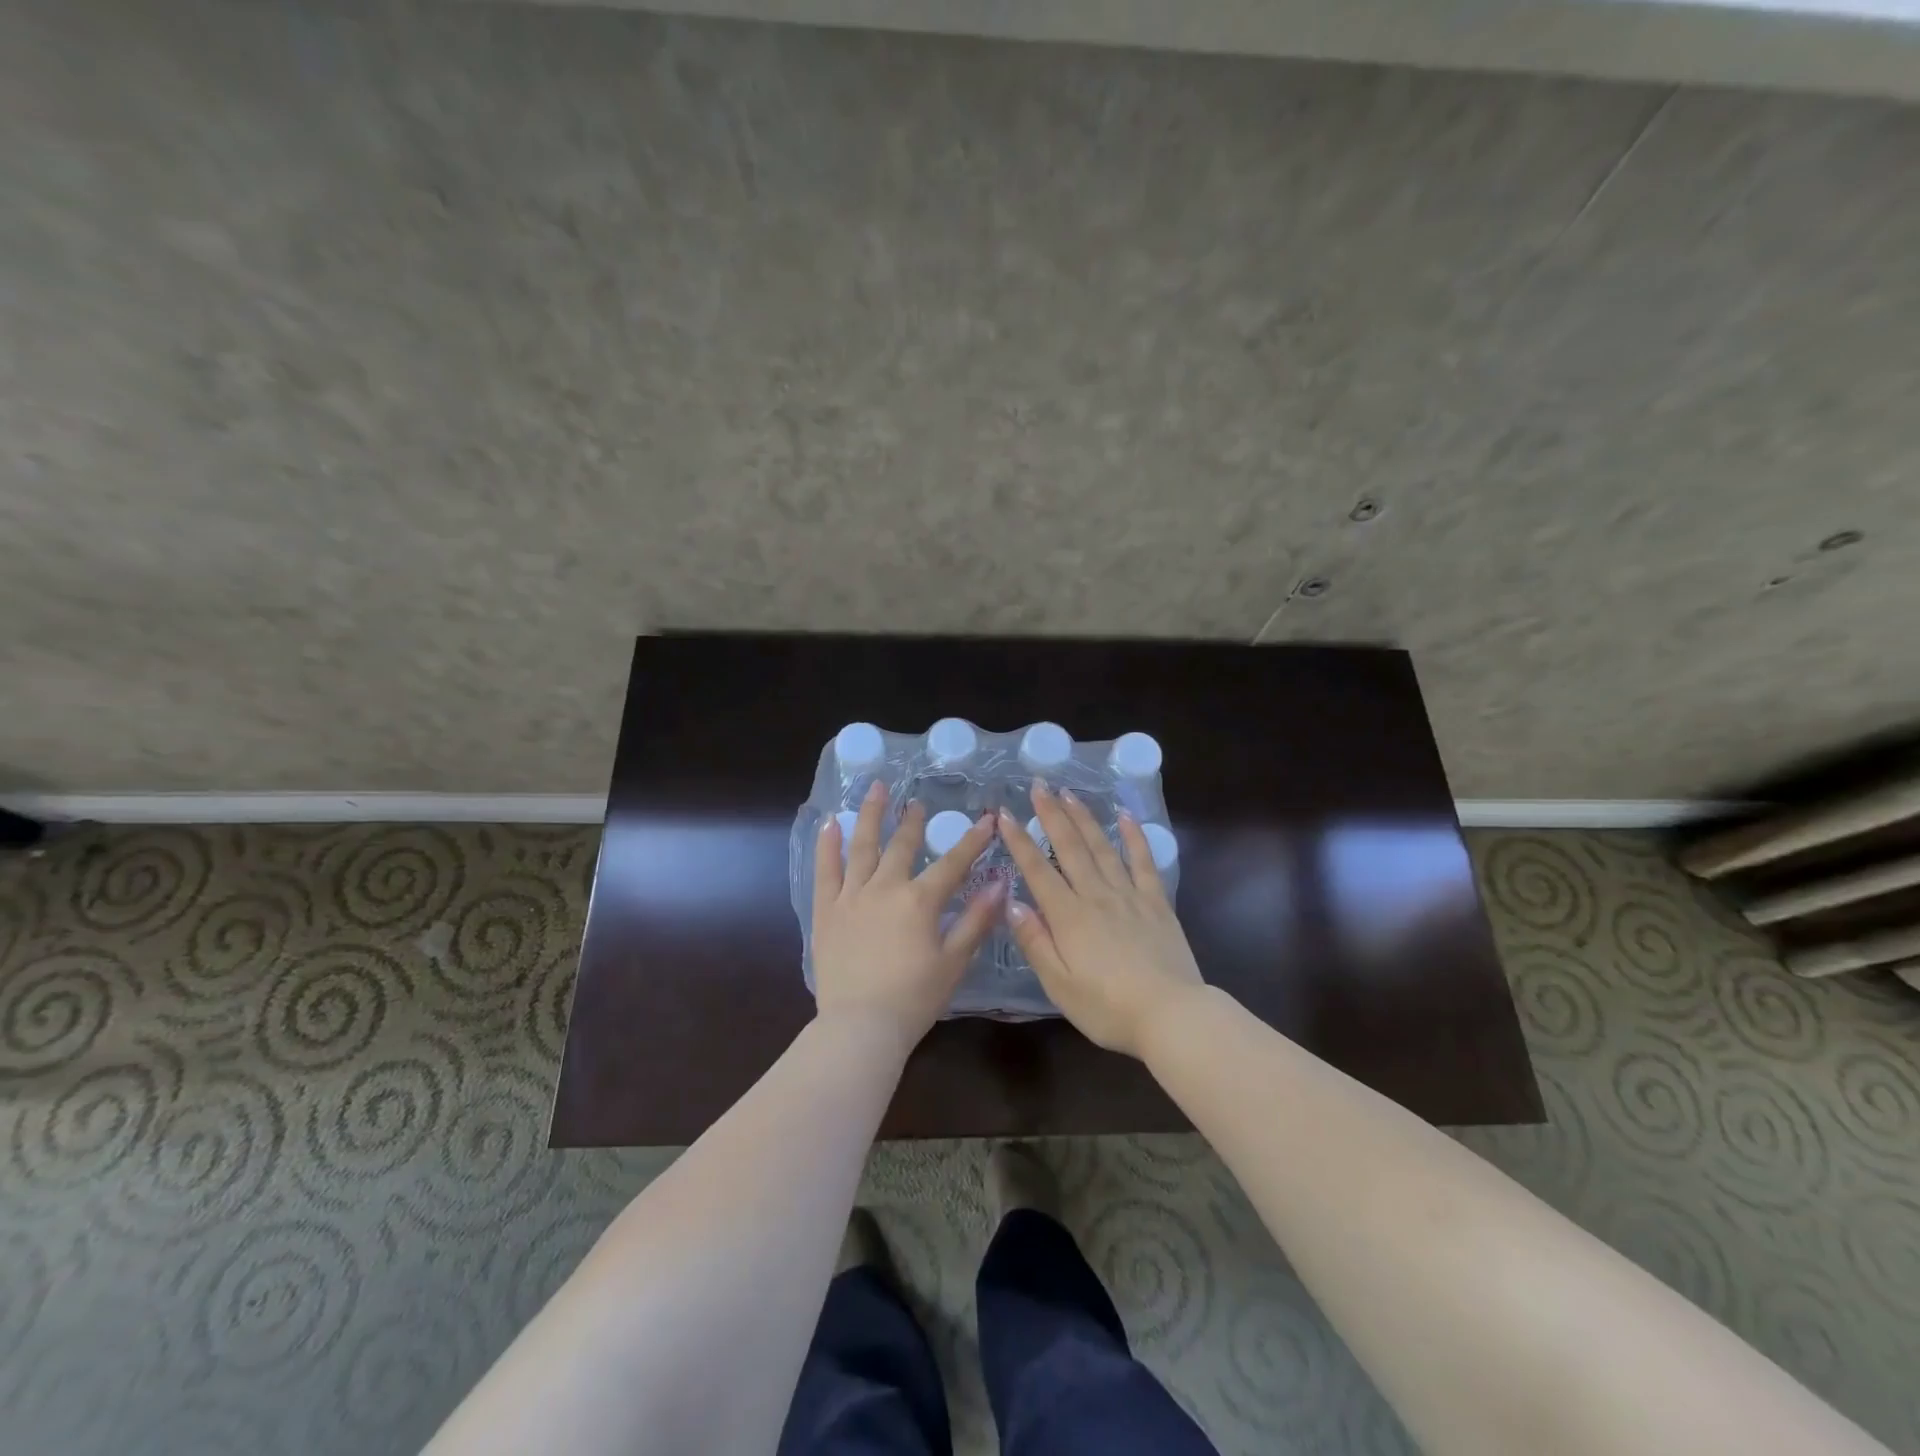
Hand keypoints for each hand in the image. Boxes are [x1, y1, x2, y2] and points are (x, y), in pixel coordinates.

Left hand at [811, 781, 1003, 1041]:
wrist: (860, 1027)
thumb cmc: (914, 999)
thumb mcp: (954, 961)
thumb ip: (976, 919)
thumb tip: (999, 882)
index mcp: (920, 901)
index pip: (952, 862)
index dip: (972, 840)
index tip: (987, 818)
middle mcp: (885, 887)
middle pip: (902, 845)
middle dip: (912, 821)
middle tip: (917, 802)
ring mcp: (851, 896)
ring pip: (862, 846)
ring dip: (870, 815)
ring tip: (876, 789)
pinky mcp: (826, 910)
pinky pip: (825, 870)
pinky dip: (827, 844)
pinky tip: (829, 822)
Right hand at [997, 781, 1204, 1057]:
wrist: (1172, 1015)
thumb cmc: (1108, 1008)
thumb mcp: (1059, 985)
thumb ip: (1035, 942)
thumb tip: (1013, 902)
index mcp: (1068, 916)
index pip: (1037, 870)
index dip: (1019, 840)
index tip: (1004, 813)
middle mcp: (1096, 895)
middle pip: (1070, 847)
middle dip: (1052, 814)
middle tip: (1039, 785)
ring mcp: (1129, 895)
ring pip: (1103, 847)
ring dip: (1085, 818)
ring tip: (1070, 793)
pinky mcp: (1157, 902)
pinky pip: (1143, 861)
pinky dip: (1134, 836)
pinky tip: (1126, 816)